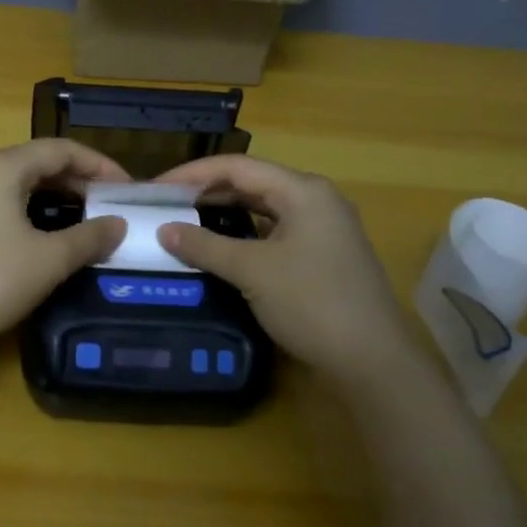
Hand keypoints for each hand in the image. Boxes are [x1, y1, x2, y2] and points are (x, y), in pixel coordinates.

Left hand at [0, 140, 129, 354]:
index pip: (59, 150)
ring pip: (17, 183)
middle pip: (36, 162)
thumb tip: (118, 225)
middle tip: (108, 206)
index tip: (125, 188)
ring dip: (53, 197)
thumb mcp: (49, 259)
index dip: (98, 164)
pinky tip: (43, 235)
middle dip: (76, 181)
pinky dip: (29, 210)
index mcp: (1, 166)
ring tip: (82, 220)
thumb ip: (89, 237)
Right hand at [153, 155, 411, 386]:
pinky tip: (221, 246)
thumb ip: (205, 246)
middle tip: (166, 204)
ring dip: (225, 212)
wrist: (372, 359)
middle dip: (207, 190)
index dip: (192, 174)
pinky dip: (244, 233)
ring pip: (264, 208)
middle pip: (252, 182)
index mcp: (303, 191)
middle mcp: (316, 200)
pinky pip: (274, 231)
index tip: (155, 188)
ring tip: (186, 220)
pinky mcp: (322, 255)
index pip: (237, 166)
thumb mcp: (252, 271)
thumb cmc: (311, 303)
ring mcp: (323, 228)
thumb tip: (164, 230)